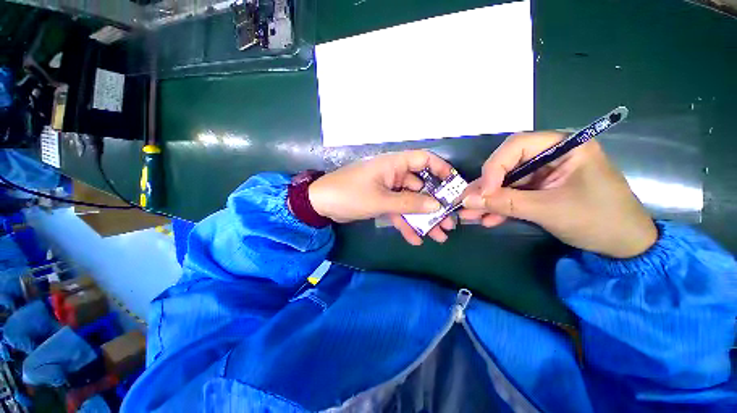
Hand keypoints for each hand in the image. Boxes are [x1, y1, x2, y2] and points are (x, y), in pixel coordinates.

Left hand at [309, 151, 456, 244]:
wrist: (321, 204)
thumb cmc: (350, 194)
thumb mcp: (381, 200)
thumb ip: (409, 203)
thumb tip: (437, 205)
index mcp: (393, 165)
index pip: (424, 160)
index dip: (441, 170)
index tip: (454, 187)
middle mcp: (393, 175)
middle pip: (420, 187)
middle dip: (435, 205)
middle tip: (449, 222)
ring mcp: (387, 190)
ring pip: (410, 202)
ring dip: (423, 218)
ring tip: (439, 236)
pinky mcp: (381, 202)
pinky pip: (398, 211)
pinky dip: (405, 223)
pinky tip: (415, 239)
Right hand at [460, 131, 657, 257]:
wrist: (624, 246)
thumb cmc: (598, 220)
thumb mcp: (548, 210)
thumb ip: (506, 203)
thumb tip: (467, 201)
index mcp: (563, 147)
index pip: (516, 146)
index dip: (494, 167)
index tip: (484, 193)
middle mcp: (550, 156)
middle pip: (506, 165)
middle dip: (486, 188)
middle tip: (466, 204)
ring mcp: (544, 174)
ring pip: (506, 183)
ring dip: (488, 201)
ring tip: (469, 215)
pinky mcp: (540, 190)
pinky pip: (513, 195)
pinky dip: (500, 208)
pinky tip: (487, 219)